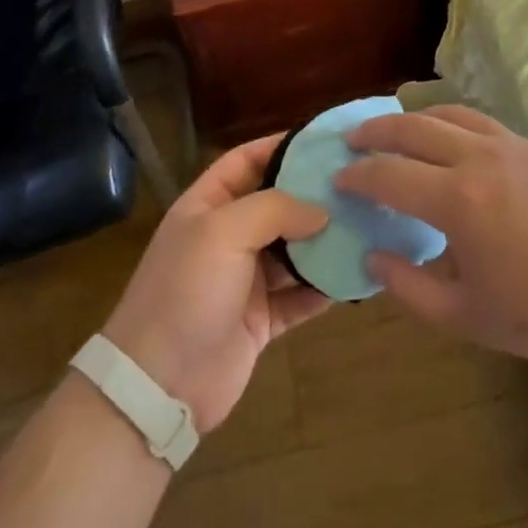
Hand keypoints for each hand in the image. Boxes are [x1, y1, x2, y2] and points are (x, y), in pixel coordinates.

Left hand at [102, 135, 332, 431]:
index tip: (324, 143)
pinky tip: (357, 275)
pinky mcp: (262, 319)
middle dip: (313, 196)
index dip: (280, 147)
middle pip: (276, 205)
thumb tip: (321, 210)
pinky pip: (300, 296)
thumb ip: (274, 209)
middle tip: (359, 185)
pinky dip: (325, 287)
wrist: (160, 384)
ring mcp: (245, 280)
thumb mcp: (223, 232)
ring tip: (367, 225)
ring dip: (324, 242)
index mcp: (207, 206)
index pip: (245, 161)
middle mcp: (227, 237)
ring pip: (293, 251)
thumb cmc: (186, 291)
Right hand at [338, 106, 527, 369]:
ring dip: (414, 118)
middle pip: (412, 127)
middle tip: (353, 140)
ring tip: (396, 130)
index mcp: (457, 200)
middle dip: (375, 131)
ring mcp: (512, 146)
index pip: (388, 175)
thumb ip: (411, 288)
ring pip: (450, 114)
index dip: (357, 176)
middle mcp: (479, 158)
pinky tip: (453, 144)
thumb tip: (375, 256)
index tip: (337, 179)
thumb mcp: (470, 318)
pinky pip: (482, 123)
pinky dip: (452, 123)